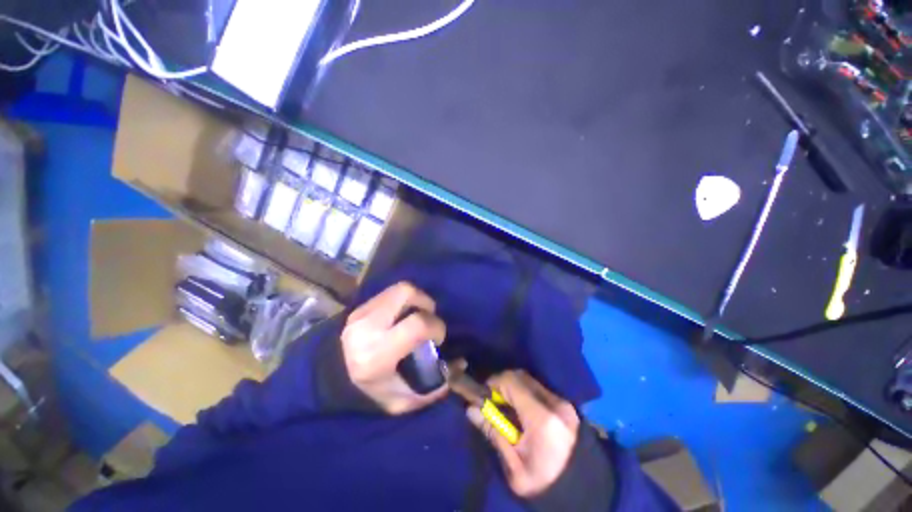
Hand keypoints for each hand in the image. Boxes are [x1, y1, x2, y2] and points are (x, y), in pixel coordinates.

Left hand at [341, 282, 448, 413]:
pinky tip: (402, 315)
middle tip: (428, 317)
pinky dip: (402, 300)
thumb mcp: (402, 401)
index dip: (436, 326)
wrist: (329, 382)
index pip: (417, 323)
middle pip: (406, 292)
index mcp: (377, 352)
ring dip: (415, 298)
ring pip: (399, 288)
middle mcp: (368, 326)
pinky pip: (389, 293)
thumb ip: (433, 387)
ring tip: (416, 314)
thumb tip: (459, 365)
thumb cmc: (367, 394)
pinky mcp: (359, 306)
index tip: (438, 338)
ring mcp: (361, 312)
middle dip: (426, 302)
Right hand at [467, 371, 579, 497]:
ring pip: (530, 380)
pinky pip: (539, 388)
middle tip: (493, 402)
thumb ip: (494, 433)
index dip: (493, 383)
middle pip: (521, 376)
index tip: (483, 396)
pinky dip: (525, 392)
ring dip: (513, 387)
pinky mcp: (565, 405)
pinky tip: (521, 411)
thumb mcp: (514, 466)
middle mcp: (554, 403)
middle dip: (502, 383)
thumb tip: (472, 409)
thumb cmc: (544, 483)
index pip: (512, 382)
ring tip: (506, 407)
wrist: (581, 493)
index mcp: (542, 418)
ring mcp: (562, 402)